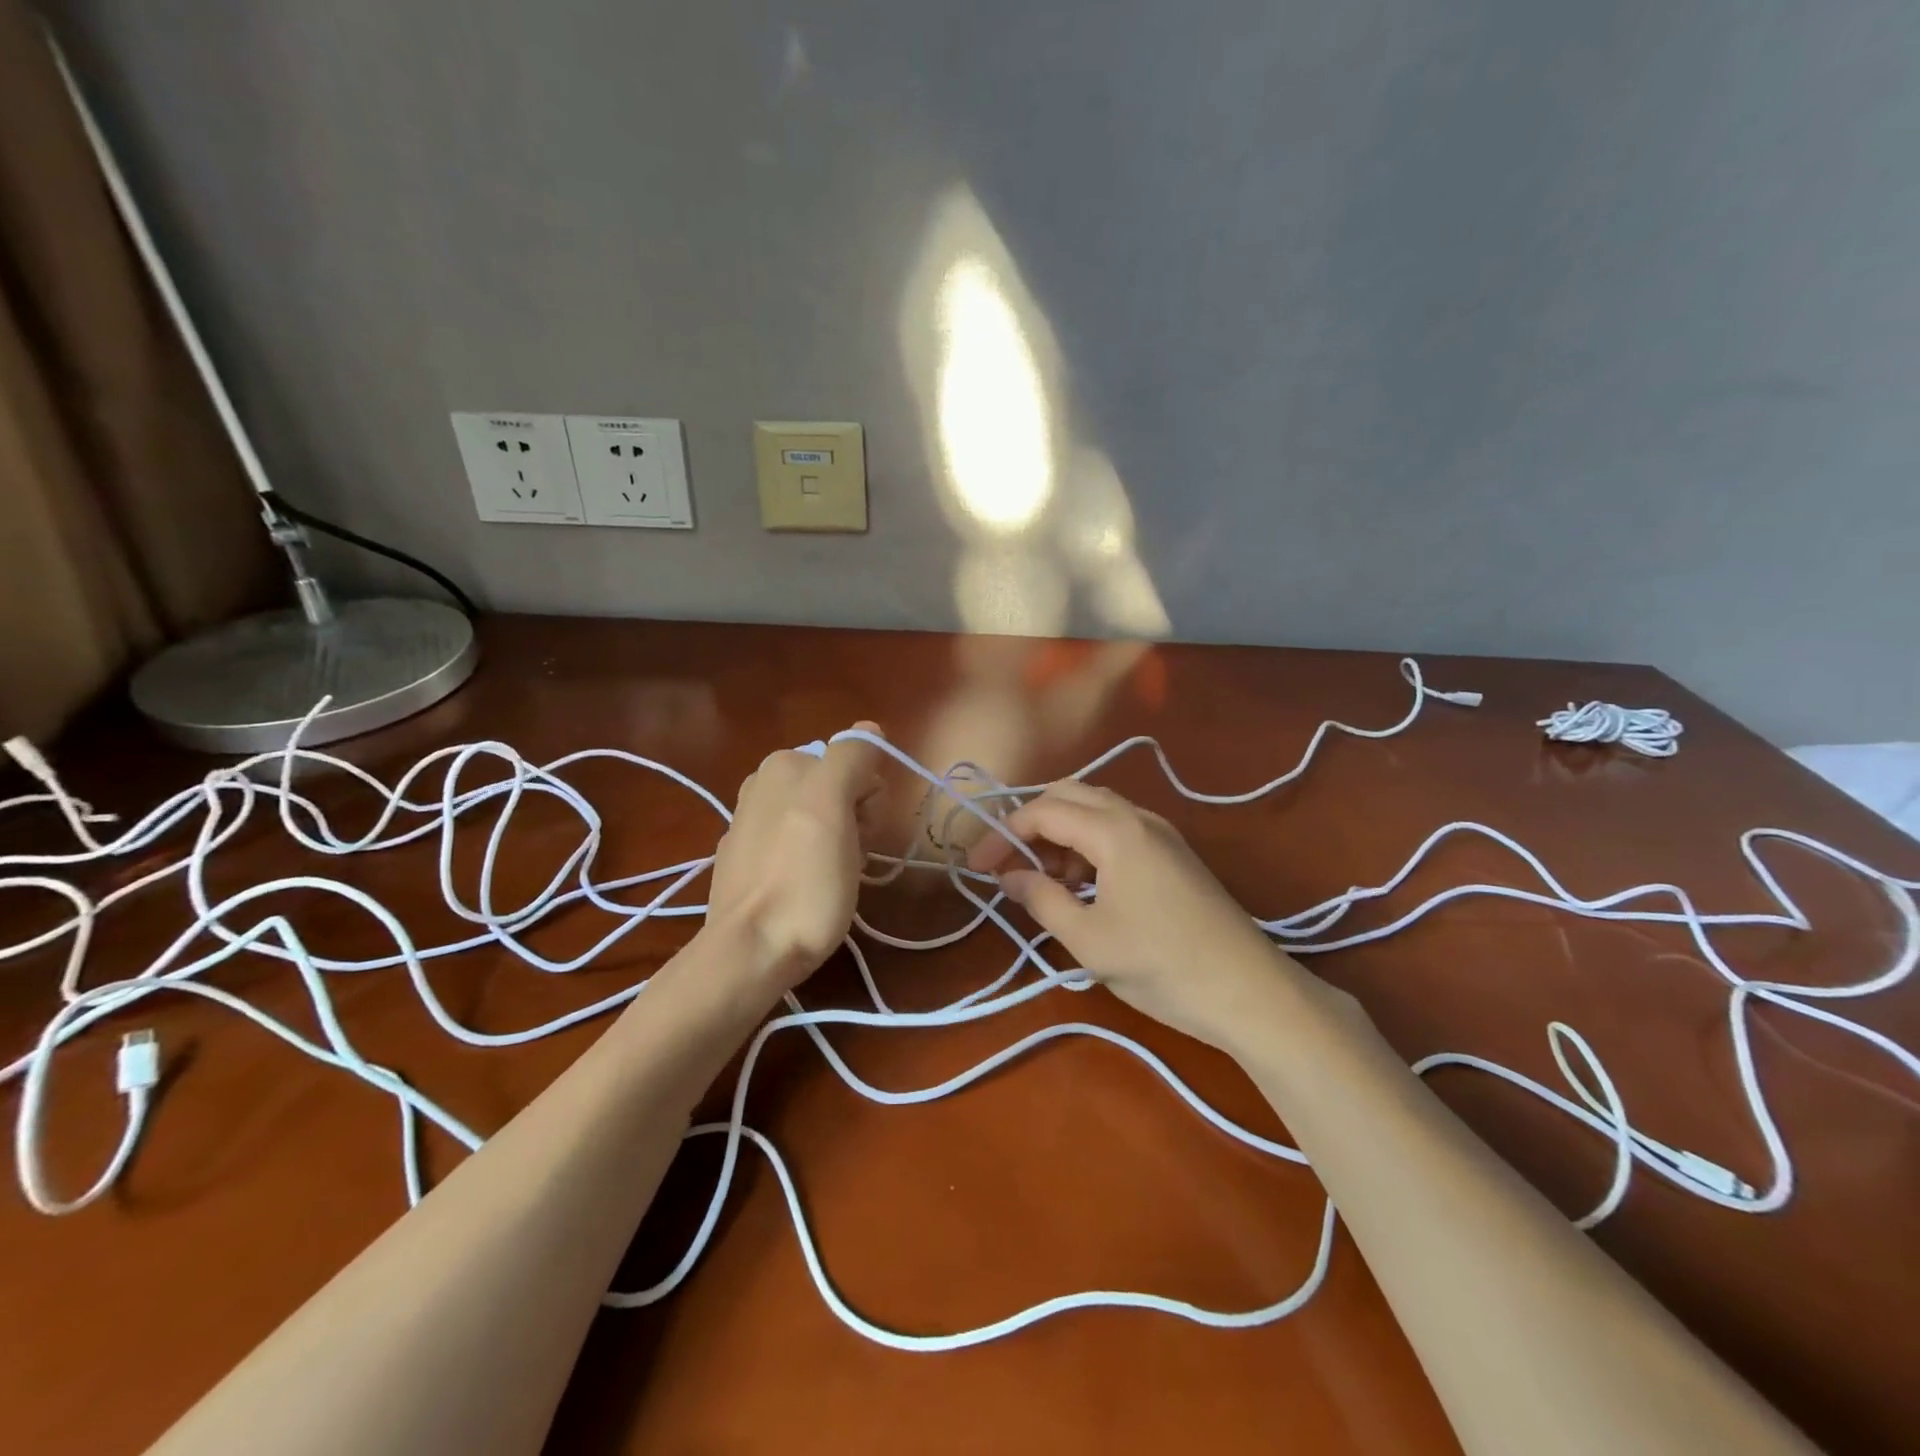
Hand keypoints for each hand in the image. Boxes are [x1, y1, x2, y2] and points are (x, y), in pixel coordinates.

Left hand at [704, 725, 884, 994]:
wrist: (752, 951)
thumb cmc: (803, 878)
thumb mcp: (834, 805)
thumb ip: (852, 757)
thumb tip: (870, 729)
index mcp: (782, 764)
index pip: (854, 762)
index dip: (869, 796)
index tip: (863, 831)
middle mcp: (760, 786)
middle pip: (836, 790)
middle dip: (854, 819)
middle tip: (849, 856)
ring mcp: (749, 826)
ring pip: (819, 820)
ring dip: (837, 843)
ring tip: (831, 879)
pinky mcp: (745, 864)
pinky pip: (797, 848)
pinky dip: (810, 862)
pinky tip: (805, 890)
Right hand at [967, 780, 1301, 1049]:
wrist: (1249, 991)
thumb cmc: (1161, 965)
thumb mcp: (1088, 939)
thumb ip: (1041, 899)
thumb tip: (1008, 877)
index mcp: (1114, 830)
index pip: (1044, 811)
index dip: (1003, 833)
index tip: (977, 866)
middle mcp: (1138, 818)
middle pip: (1070, 796)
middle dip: (1031, 824)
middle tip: (1008, 863)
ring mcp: (1161, 833)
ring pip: (1096, 811)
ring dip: (1061, 835)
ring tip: (1044, 881)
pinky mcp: (1174, 854)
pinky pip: (1119, 830)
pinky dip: (1089, 846)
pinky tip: (1083, 886)